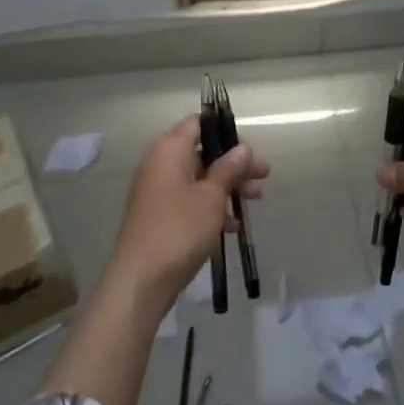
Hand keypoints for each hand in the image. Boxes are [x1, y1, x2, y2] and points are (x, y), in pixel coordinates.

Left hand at [108, 115, 268, 308]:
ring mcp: (157, 191)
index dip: (224, 132)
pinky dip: (210, 207)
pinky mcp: (159, 215)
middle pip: (202, 153)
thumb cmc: (179, 229)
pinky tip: (232, 227)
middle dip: (233, 164)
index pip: (198, 124)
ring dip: (226, 187)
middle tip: (262, 177)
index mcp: (169, 150)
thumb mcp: (211, 197)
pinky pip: (189, 200)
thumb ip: (228, 169)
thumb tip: (242, 148)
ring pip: (198, 178)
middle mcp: (160, 164)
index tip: (249, 148)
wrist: (140, 280)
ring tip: (254, 200)